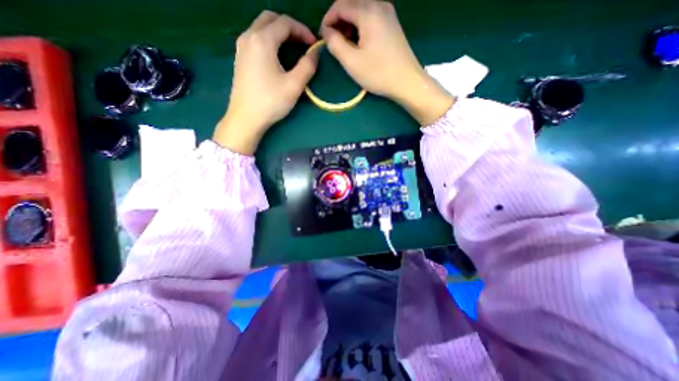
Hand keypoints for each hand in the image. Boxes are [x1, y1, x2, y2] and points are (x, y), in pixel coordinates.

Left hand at [215, 12, 318, 154]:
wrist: (246, 118)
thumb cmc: (271, 102)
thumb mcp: (294, 85)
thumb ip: (307, 66)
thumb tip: (315, 53)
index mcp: (262, 40)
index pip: (285, 23)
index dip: (303, 31)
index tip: (314, 45)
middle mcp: (248, 37)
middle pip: (270, 19)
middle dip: (290, 27)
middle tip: (303, 43)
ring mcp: (241, 47)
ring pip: (261, 28)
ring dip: (279, 33)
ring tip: (293, 49)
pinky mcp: (240, 58)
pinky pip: (255, 39)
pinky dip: (269, 40)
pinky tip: (277, 56)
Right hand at [322, 0, 451, 122]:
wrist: (407, 82)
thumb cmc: (378, 73)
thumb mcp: (351, 61)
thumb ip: (335, 44)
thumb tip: (327, 32)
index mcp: (368, 11)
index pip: (340, 5)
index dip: (328, 19)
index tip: (322, 37)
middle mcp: (379, 4)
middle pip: (351, 4)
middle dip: (338, 21)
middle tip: (333, 41)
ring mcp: (388, 13)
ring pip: (361, 10)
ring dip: (349, 24)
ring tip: (345, 44)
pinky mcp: (392, 24)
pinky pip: (371, 17)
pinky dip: (360, 26)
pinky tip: (359, 42)